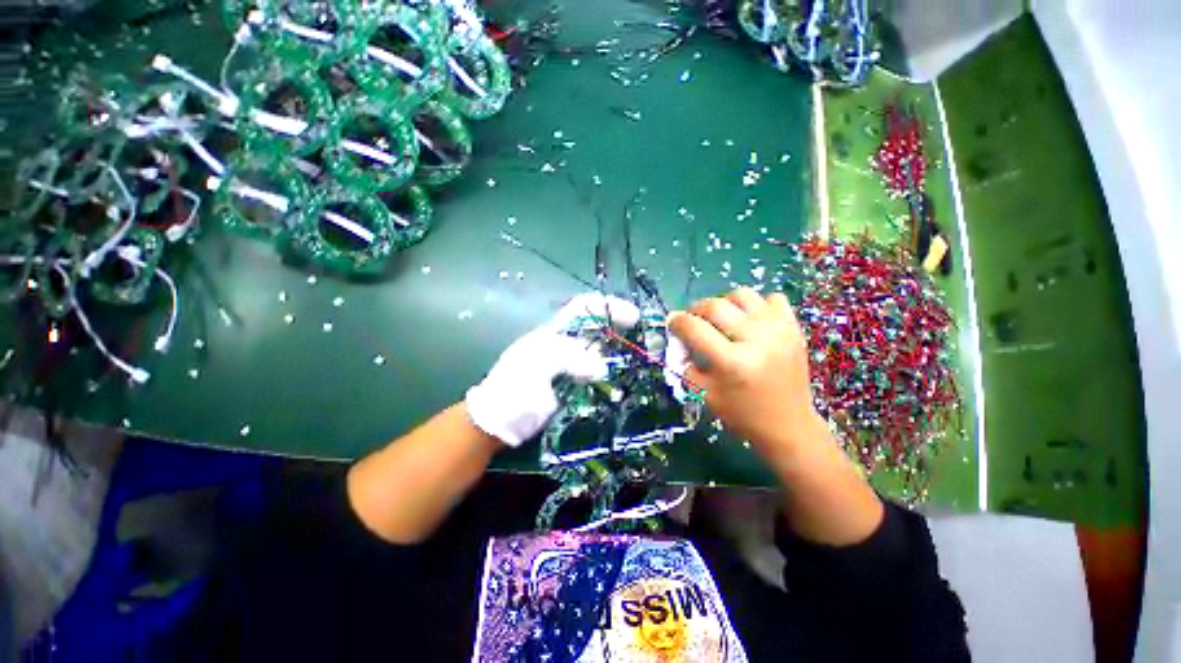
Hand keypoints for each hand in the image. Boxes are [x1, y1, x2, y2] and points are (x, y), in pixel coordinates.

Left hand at [465, 293, 639, 446]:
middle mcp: (563, 345)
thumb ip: (568, 359)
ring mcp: (568, 367)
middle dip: (619, 329)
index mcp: (553, 333)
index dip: (607, 306)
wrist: (497, 423)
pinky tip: (622, 380)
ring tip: (639, 359)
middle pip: (595, 329)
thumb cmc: (512, 389)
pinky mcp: (572, 387)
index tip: (633, 316)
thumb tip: (602, 367)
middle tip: (643, 339)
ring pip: (598, 353)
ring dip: (617, 353)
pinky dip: (611, 375)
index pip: (583, 309)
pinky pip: (596, 376)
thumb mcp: (535, 366)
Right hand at [668, 288, 825, 465]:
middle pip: (716, 306)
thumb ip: (688, 364)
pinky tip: (751, 321)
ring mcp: (779, 331)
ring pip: (743, 294)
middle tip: (693, 320)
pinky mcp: (794, 328)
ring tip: (722, 318)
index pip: (695, 328)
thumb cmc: (743, 414)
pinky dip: (757, 305)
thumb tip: (679, 338)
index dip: (677, 321)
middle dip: (696, 309)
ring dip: (725, 302)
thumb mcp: (706, 394)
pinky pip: (772, 298)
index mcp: (732, 362)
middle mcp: (756, 340)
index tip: (672, 322)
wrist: (789, 425)